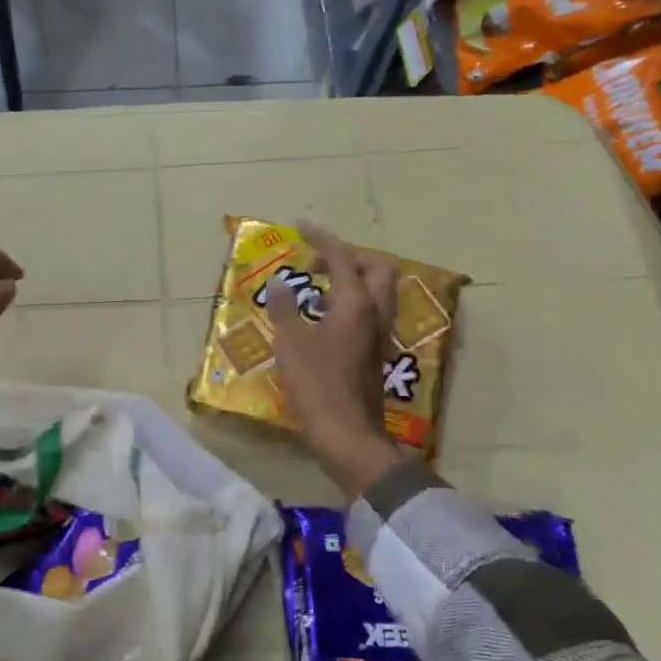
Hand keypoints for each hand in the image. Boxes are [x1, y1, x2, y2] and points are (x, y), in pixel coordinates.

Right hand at [266, 220, 409, 499]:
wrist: (348, 434)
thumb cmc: (317, 386)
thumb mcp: (290, 344)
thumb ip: (285, 310)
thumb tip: (281, 285)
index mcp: (355, 305)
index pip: (343, 258)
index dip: (322, 239)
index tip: (301, 226)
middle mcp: (375, 314)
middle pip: (377, 268)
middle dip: (350, 255)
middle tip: (317, 261)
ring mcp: (379, 335)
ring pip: (378, 291)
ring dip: (353, 278)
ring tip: (317, 285)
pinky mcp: (375, 352)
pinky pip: (370, 311)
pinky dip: (351, 300)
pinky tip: (323, 316)